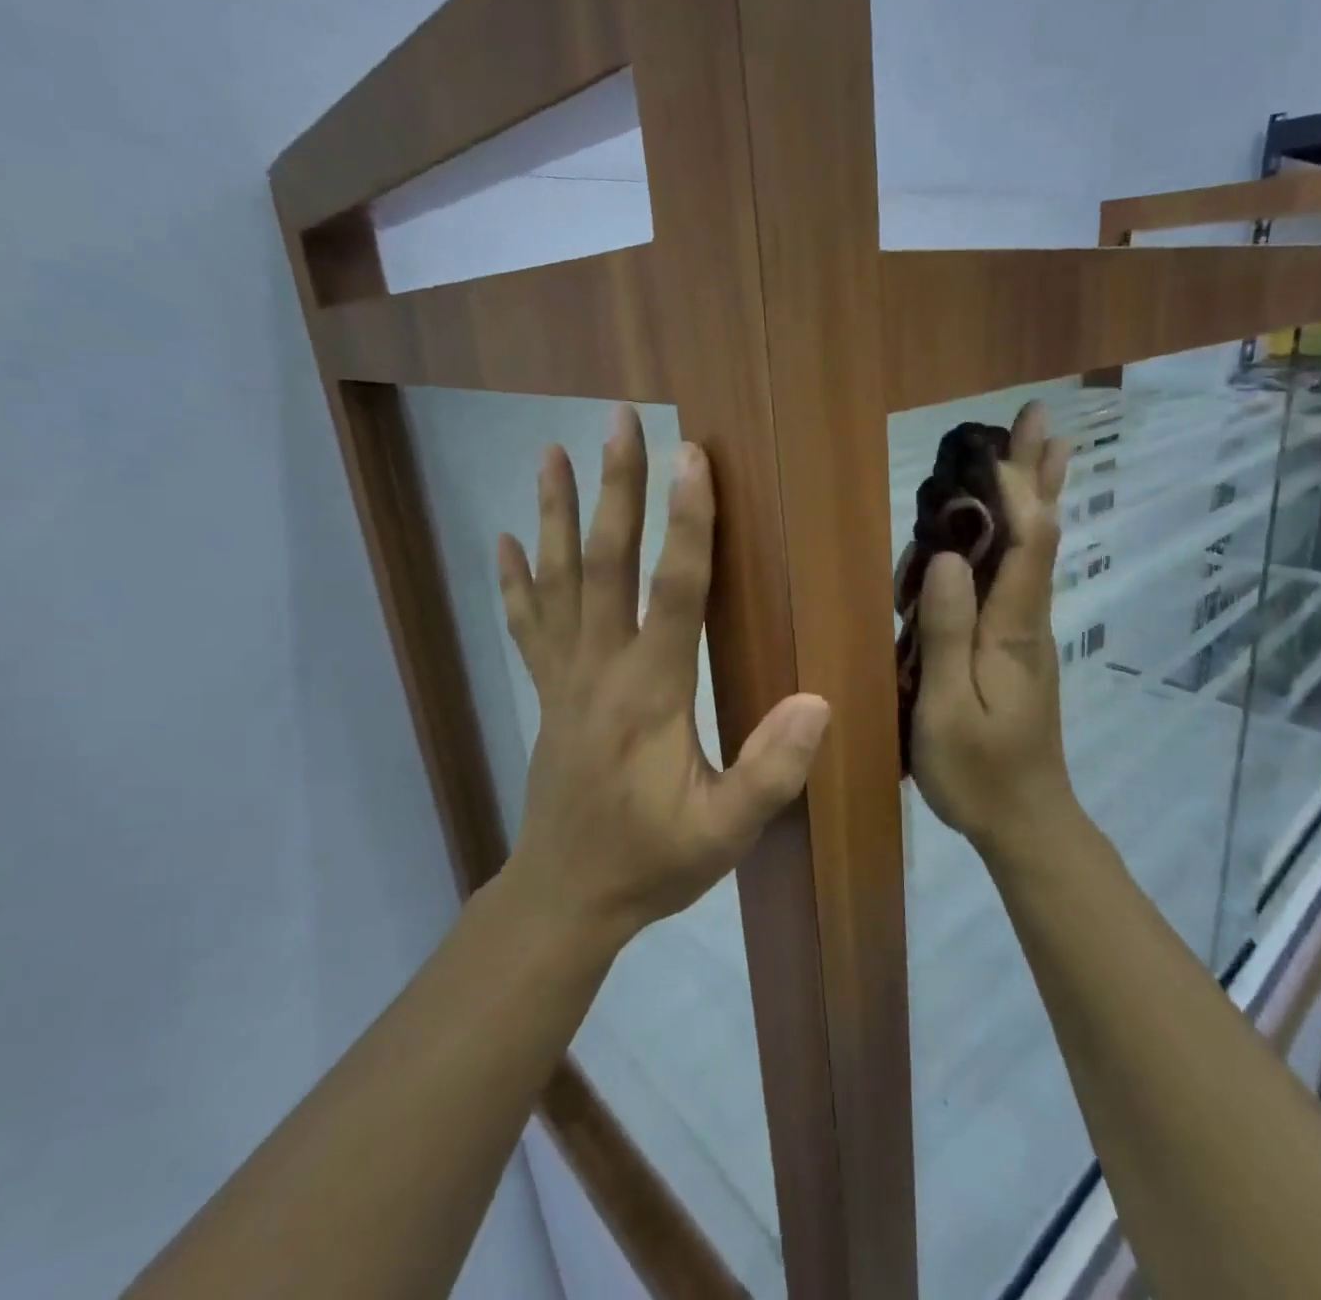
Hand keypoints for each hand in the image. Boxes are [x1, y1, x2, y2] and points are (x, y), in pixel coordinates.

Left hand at [496, 408, 829, 941]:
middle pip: (605, 563)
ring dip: (554, 513)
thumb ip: (771, 770)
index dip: (686, 523)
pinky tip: (505, 539)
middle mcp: (601, 670)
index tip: (691, 458)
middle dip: (615, 489)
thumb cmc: (652, 863)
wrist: (565, 898)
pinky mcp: (548, 693)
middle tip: (618, 423)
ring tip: (550, 451)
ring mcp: (565, 678)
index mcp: (651, 693)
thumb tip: (816, 701)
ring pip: (558, 580)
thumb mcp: (724, 832)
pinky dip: (516, 579)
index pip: (673, 591)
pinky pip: (527, 624)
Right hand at [911, 402, 1078, 853]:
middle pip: (1041, 534)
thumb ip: (947, 634)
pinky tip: (1011, 526)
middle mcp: (1029, 619)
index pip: (1028, 543)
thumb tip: (949, 558)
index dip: (1016, 490)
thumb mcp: (946, 708)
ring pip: (1035, 551)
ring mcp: (1027, 633)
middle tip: (1041, 416)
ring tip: (1042, 447)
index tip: (995, 444)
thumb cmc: (979, 772)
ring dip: (1036, 496)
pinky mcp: (1018, 648)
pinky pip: (1021, 575)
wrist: (1027, 821)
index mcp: (1013, 629)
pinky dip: (1019, 534)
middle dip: (1038, 474)